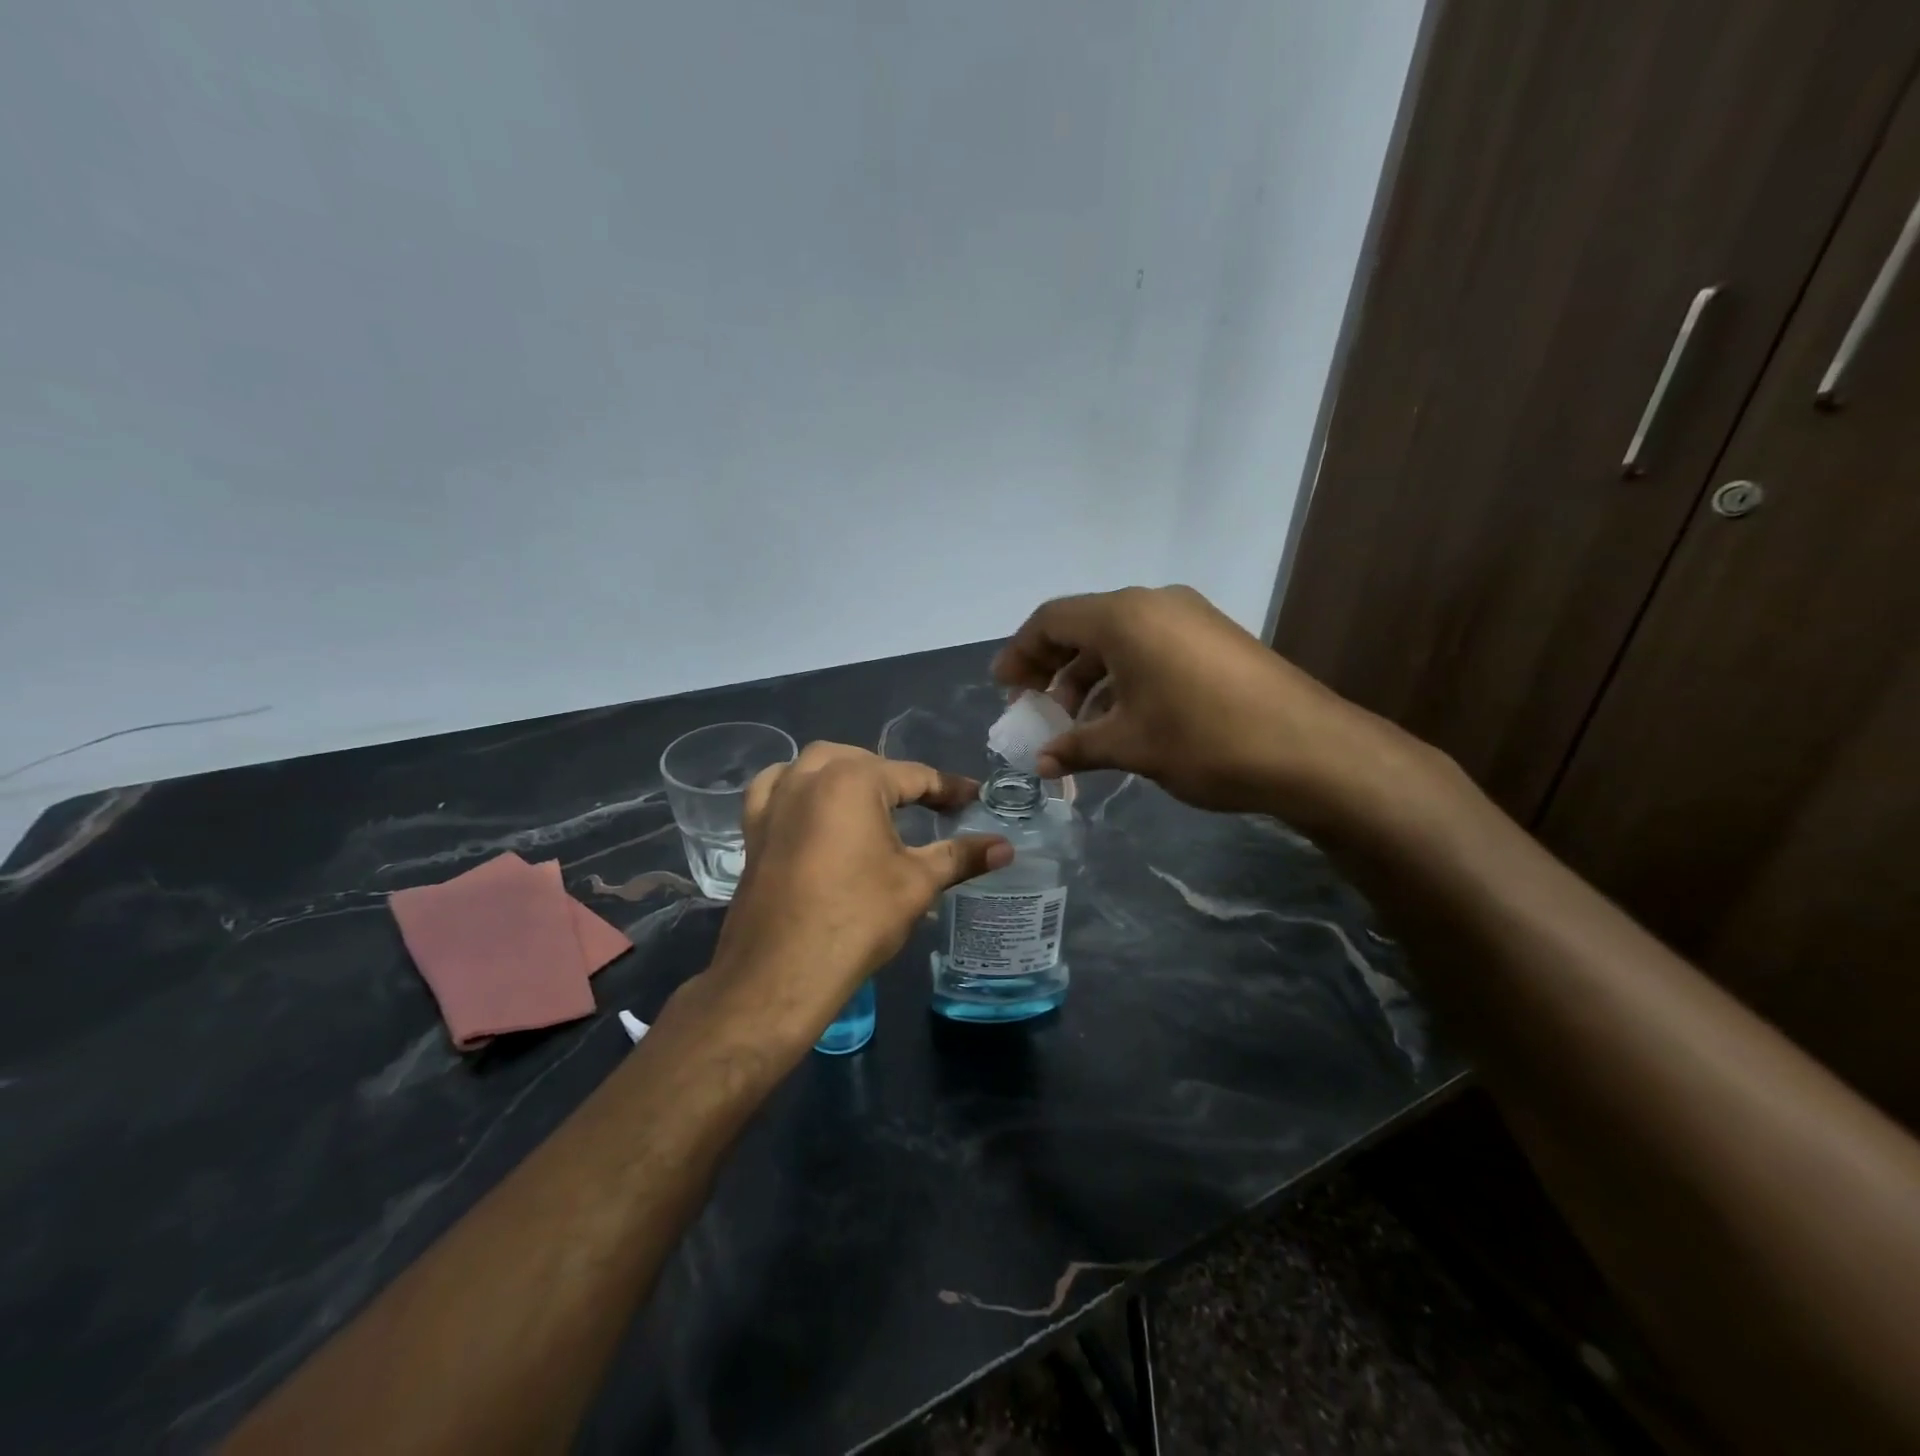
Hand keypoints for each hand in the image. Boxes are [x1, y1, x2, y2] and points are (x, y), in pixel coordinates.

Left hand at [703, 743, 1011, 1047]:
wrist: (781, 972)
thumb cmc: (857, 918)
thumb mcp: (917, 884)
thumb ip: (960, 857)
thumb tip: (1005, 847)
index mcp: (854, 779)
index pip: (915, 776)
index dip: (949, 789)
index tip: (975, 799)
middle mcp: (810, 776)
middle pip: (865, 762)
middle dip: (898, 779)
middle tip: (928, 808)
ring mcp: (776, 800)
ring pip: (817, 765)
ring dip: (848, 773)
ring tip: (872, 801)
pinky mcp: (754, 827)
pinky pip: (775, 787)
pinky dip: (797, 785)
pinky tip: (810, 804)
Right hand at [993, 585, 1419, 824]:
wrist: (1310, 750)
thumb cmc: (1204, 740)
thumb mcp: (1130, 746)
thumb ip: (1076, 748)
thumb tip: (1041, 764)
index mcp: (1125, 616)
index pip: (1051, 619)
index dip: (1020, 652)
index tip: (1004, 688)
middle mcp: (1155, 603)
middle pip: (1084, 626)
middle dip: (1052, 668)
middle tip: (1036, 710)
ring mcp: (1190, 617)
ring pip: (1120, 640)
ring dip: (1089, 678)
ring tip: (1077, 724)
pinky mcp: (1216, 638)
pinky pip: (1152, 648)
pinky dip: (1125, 678)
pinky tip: (1121, 719)